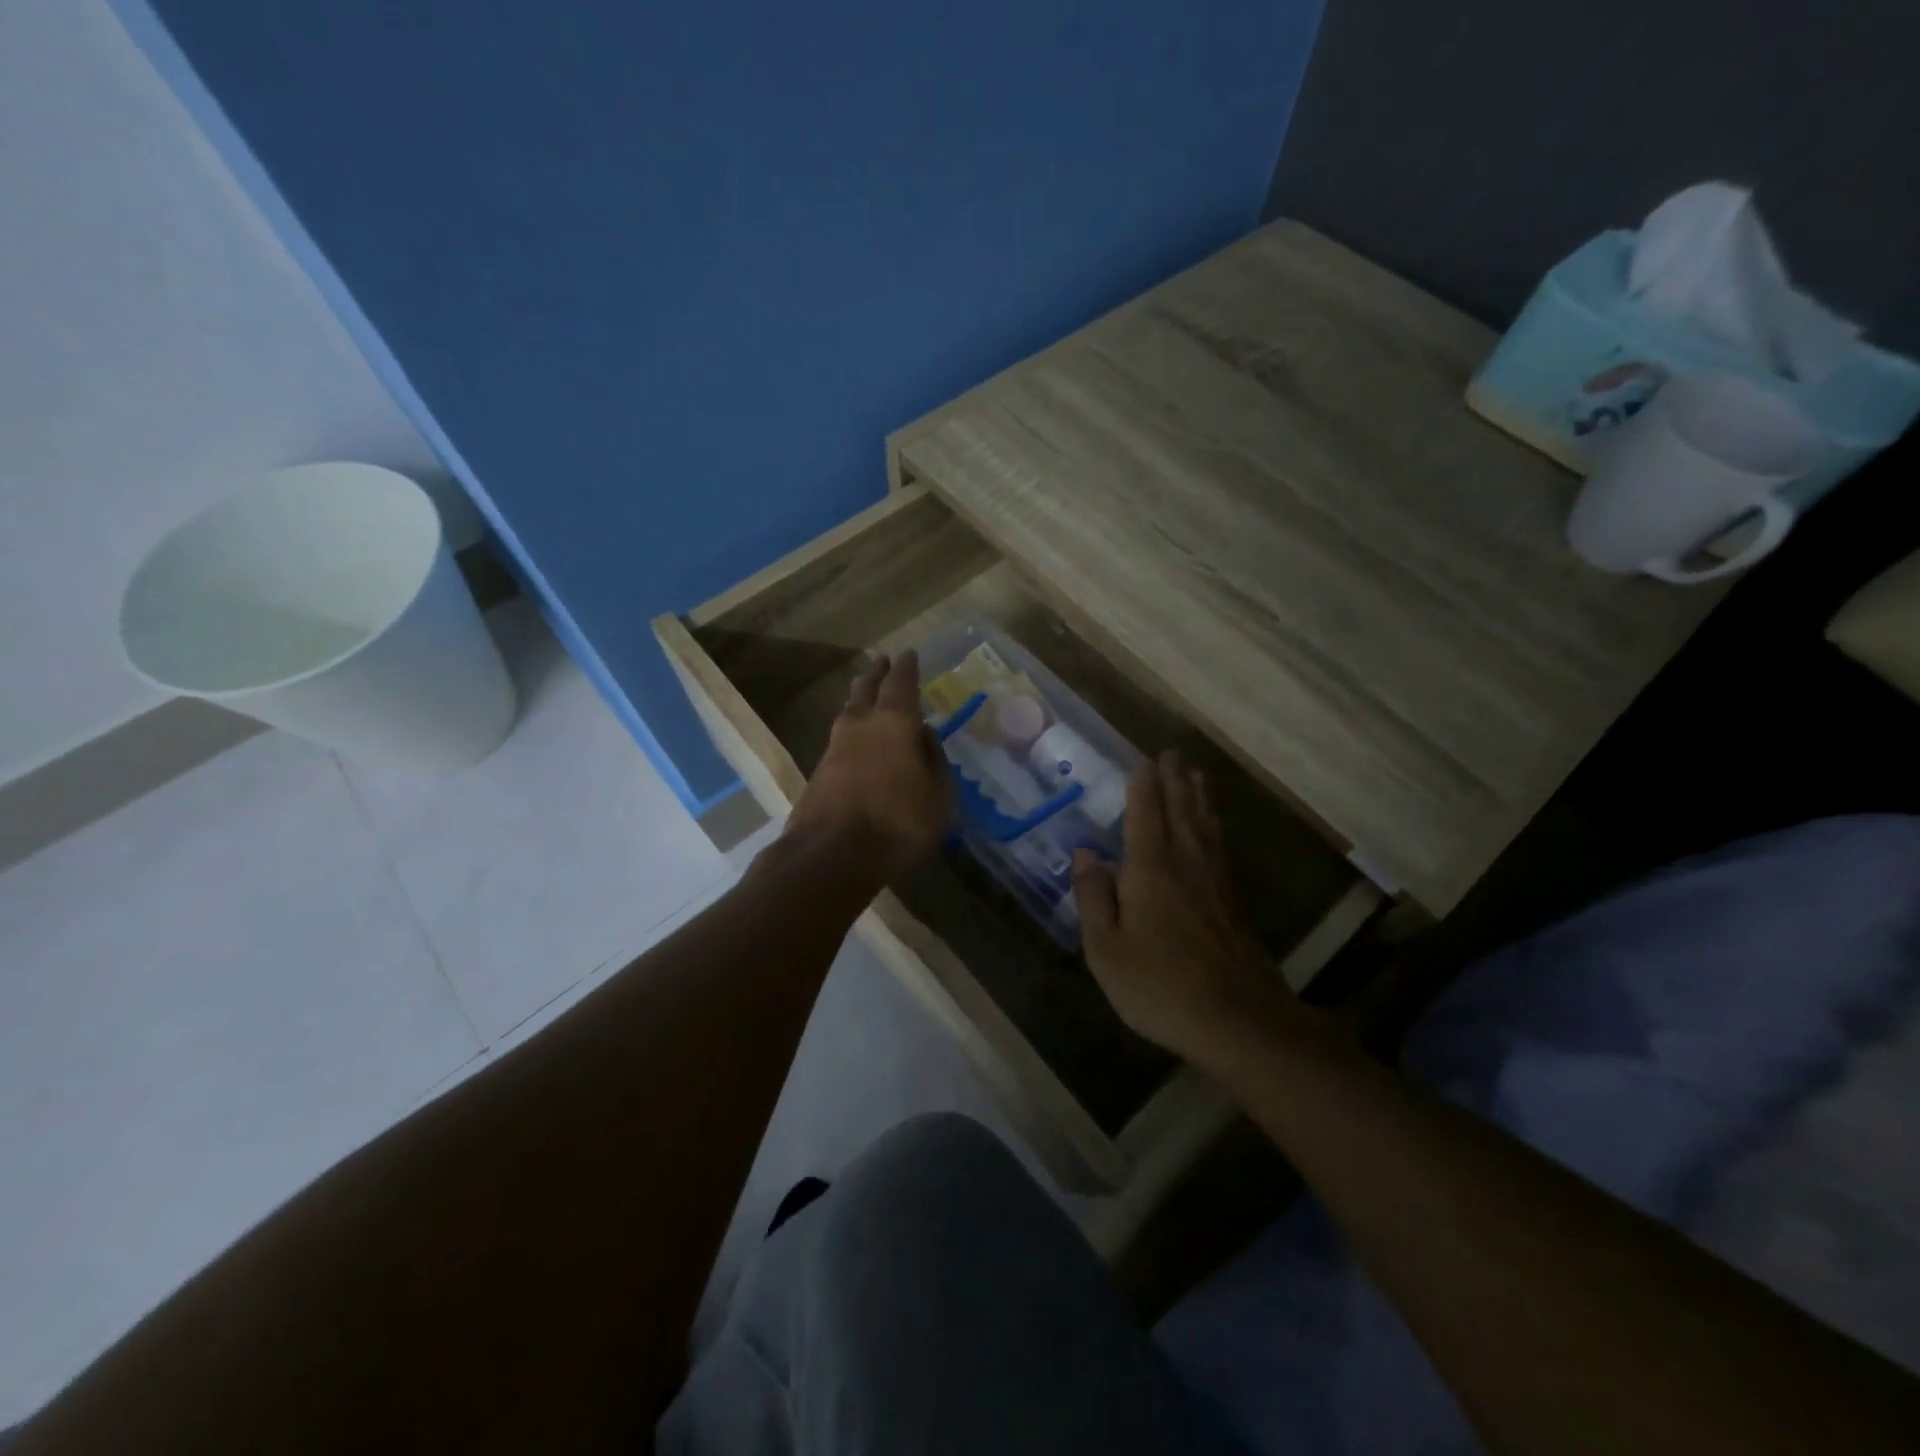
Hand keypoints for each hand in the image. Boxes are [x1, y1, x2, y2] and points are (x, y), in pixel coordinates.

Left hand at [783, 651, 953, 886]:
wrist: (830, 856)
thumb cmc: (897, 823)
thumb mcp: (938, 796)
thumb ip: (934, 761)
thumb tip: (924, 736)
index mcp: (894, 723)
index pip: (901, 684)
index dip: (906, 668)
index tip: (908, 654)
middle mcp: (861, 726)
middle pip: (866, 690)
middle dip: (876, 674)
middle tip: (881, 662)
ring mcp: (834, 748)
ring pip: (849, 712)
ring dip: (859, 699)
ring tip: (866, 694)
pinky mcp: (819, 773)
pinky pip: (841, 739)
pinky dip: (852, 730)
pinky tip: (857, 740)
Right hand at [1073, 753, 1299, 1066]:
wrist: (1238, 1020)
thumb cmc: (1160, 986)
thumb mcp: (1106, 949)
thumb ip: (1093, 897)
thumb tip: (1084, 852)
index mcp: (1150, 868)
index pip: (1145, 812)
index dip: (1143, 784)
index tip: (1143, 758)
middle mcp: (1186, 862)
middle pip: (1181, 809)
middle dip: (1174, 779)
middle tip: (1171, 752)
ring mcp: (1215, 881)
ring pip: (1205, 825)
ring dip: (1198, 796)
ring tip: (1196, 774)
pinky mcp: (1233, 902)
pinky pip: (1219, 846)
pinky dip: (1213, 825)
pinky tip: (1213, 828)